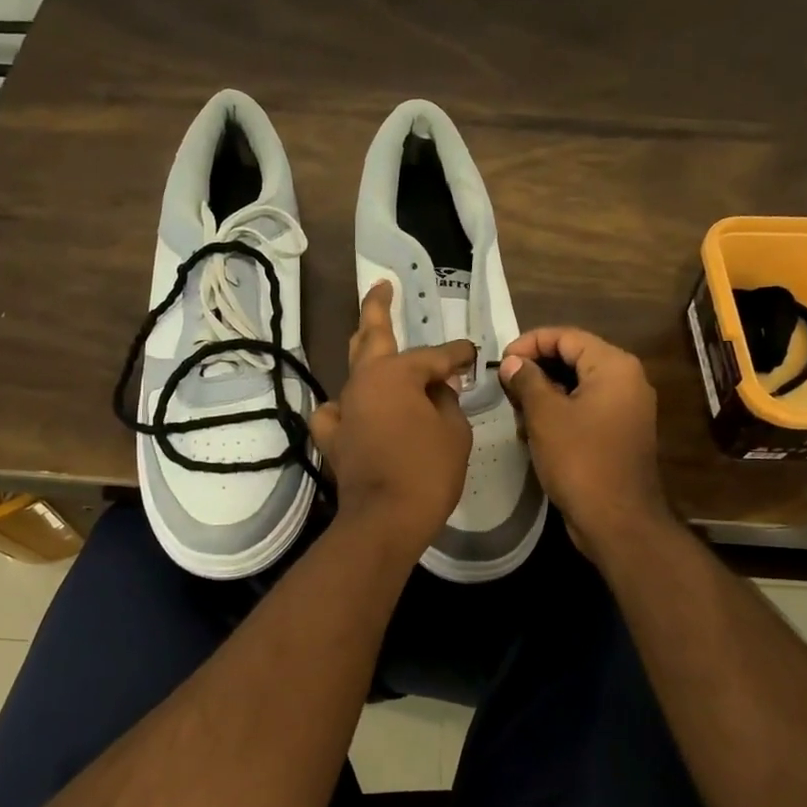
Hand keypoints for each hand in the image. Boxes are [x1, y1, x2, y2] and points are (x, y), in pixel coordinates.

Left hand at [309, 282, 474, 557]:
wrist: (385, 520)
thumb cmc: (428, 471)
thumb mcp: (454, 432)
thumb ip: (448, 402)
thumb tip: (438, 391)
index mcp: (396, 374)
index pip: (435, 356)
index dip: (458, 355)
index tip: (473, 355)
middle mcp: (364, 382)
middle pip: (370, 336)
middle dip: (378, 307)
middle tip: (382, 286)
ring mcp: (343, 408)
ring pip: (353, 370)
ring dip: (366, 354)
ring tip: (373, 342)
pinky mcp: (333, 437)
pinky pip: (335, 411)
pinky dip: (345, 406)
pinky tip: (353, 407)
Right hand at [498, 327, 667, 555]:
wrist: (616, 520)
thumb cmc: (580, 460)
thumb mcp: (545, 415)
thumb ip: (527, 380)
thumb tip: (512, 363)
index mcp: (614, 366)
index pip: (566, 336)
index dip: (529, 343)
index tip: (500, 362)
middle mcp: (626, 380)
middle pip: (573, 358)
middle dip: (536, 369)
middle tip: (504, 385)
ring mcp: (625, 408)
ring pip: (577, 385)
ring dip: (544, 393)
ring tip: (515, 410)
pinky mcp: (618, 432)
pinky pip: (585, 408)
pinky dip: (559, 412)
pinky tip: (533, 431)